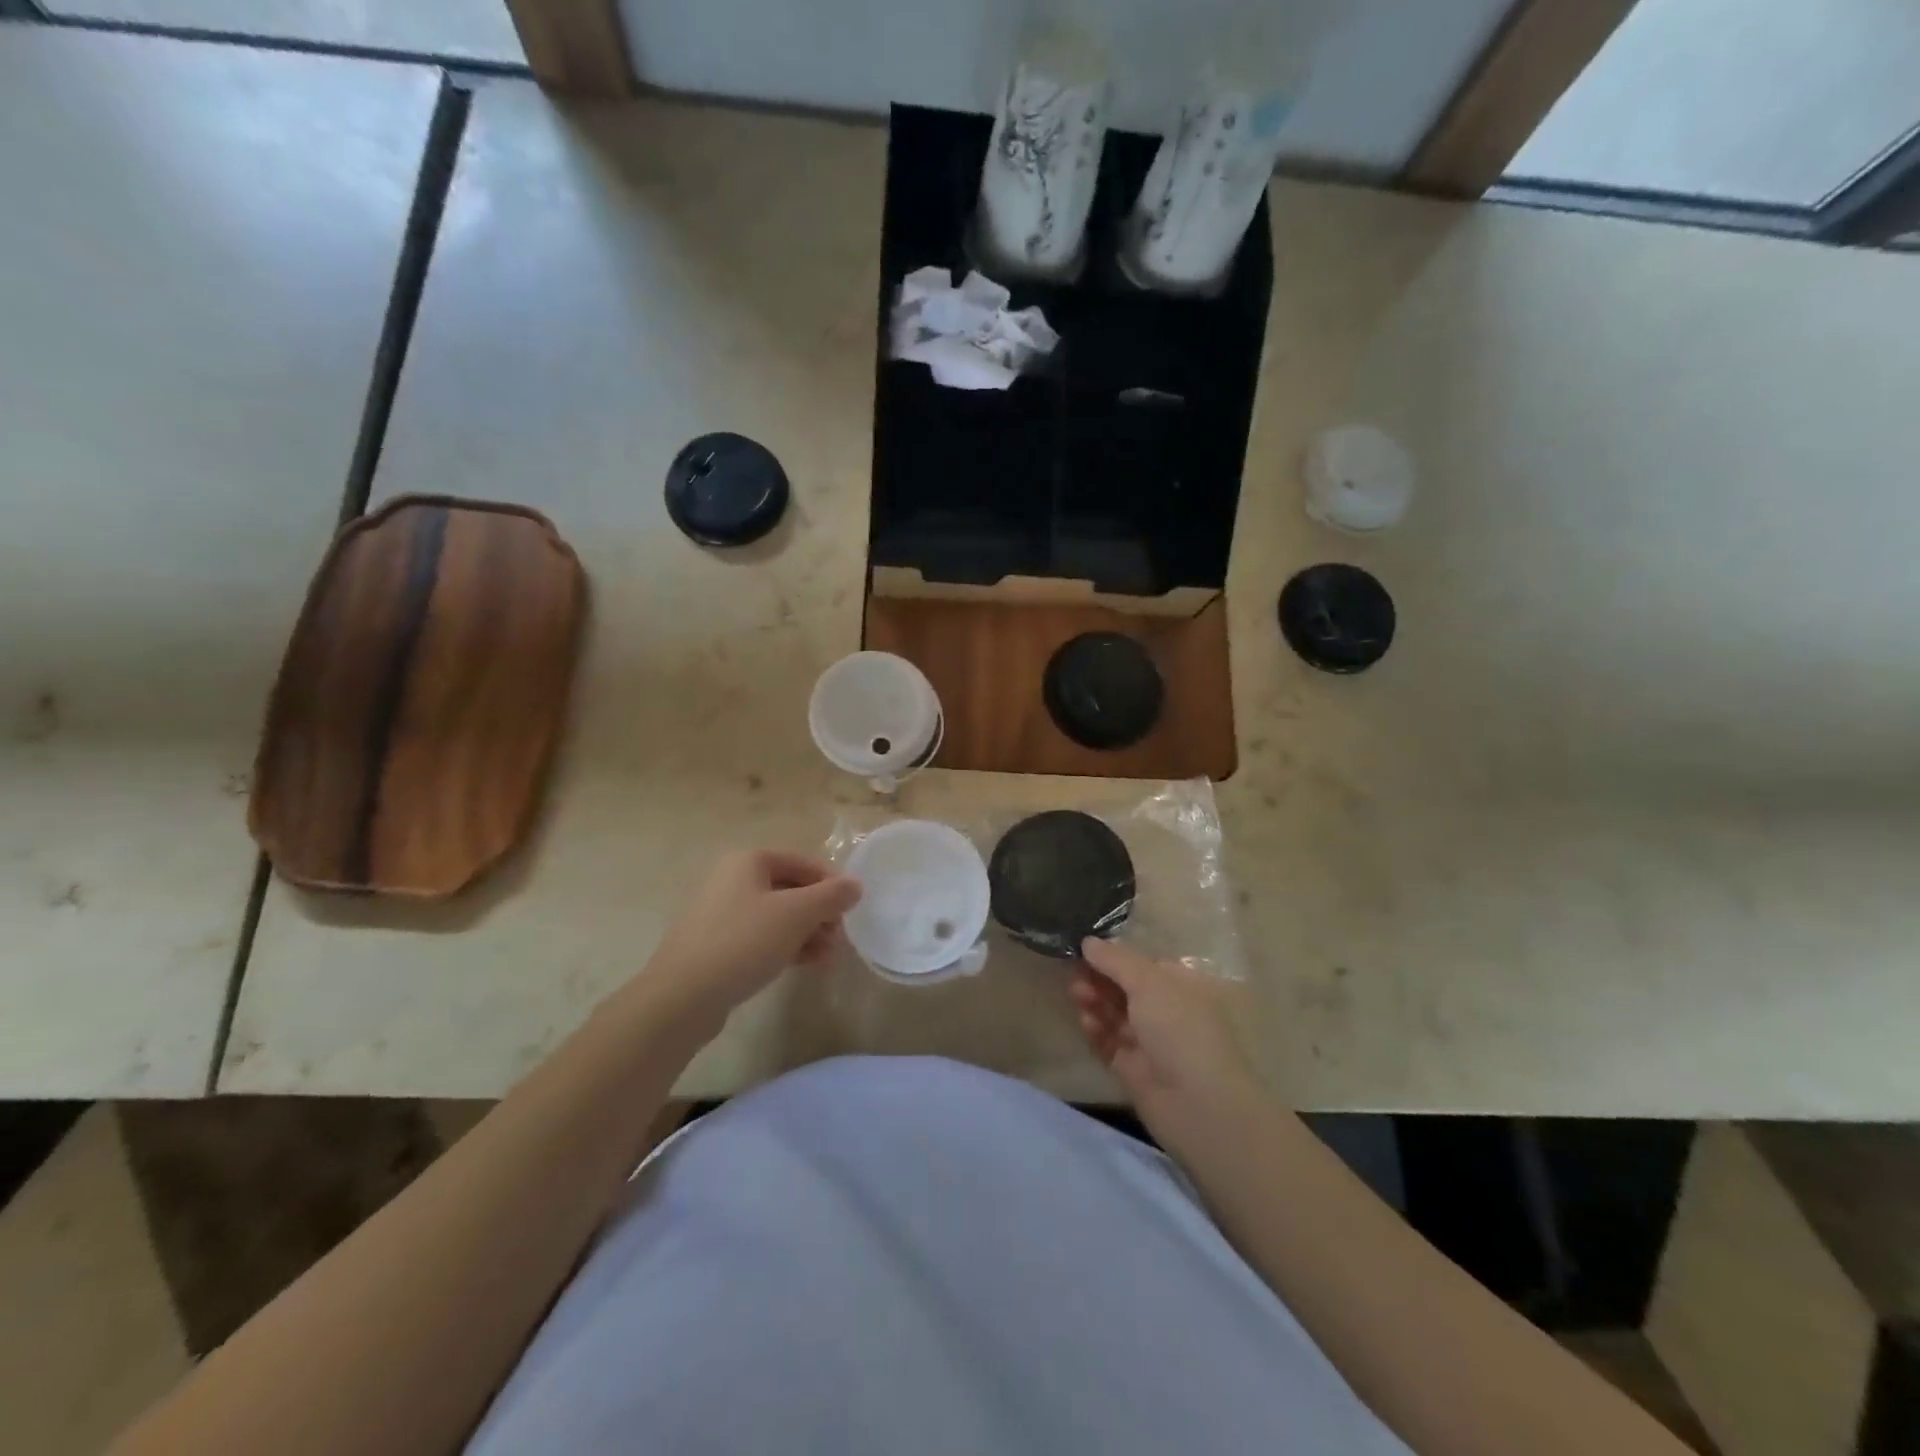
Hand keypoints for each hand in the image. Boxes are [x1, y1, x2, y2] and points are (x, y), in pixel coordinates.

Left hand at [637, 850, 861, 1028]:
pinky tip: (804, 966)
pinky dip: (785, 946)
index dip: (831, 883)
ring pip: (777, 916)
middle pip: (790, 889)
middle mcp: (732, 879)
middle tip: (839, 940)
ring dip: (807, 933)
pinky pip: (760, 937)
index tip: (851, 910)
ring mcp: (721, 913)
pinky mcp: (716, 945)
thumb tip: (855, 885)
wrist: (682, 996)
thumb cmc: (744, 942)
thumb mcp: (796, 914)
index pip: (802, 862)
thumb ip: (831, 896)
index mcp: (748, 861)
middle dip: (820, 914)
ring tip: (826, 959)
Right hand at [1070, 938, 1259, 1120]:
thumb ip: (1115, 960)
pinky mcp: (1134, 1069)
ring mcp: (1150, 1043)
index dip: (1115, 956)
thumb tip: (1088, 941)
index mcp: (1181, 986)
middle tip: (1075, 973)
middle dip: (1100, 978)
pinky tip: (1085, 1022)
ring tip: (1075, 994)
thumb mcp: (1148, 982)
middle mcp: (1167, 1012)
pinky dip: (1097, 1031)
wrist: (1196, 1104)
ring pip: (1115, 1015)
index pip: (1144, 964)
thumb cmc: (1179, 1029)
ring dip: (1095, 1001)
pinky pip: (1110, 1044)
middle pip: (1126, 989)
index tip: (1084, 948)